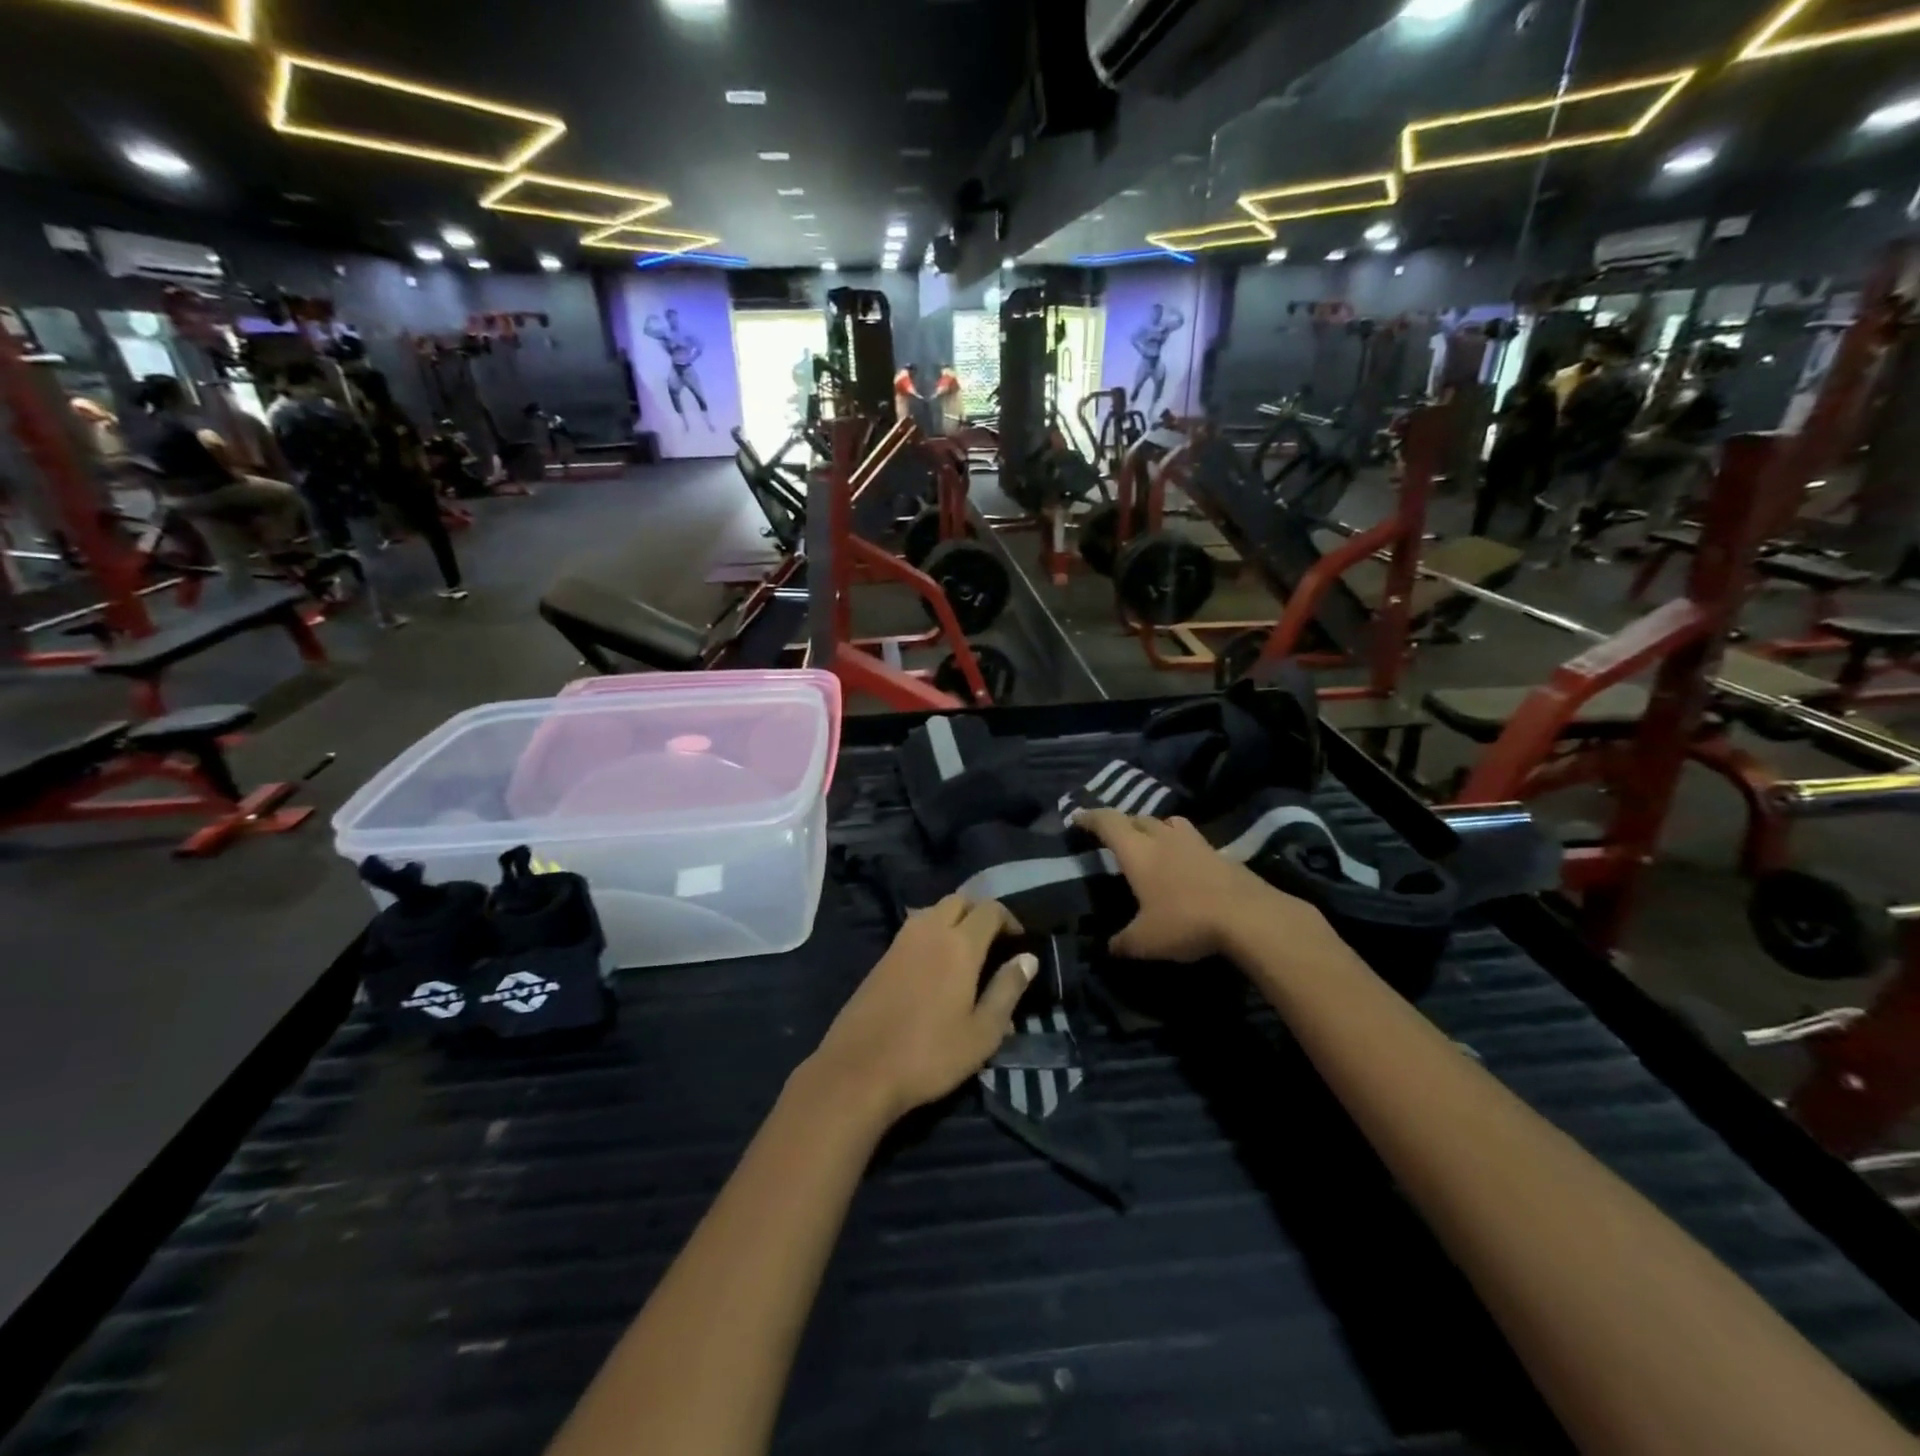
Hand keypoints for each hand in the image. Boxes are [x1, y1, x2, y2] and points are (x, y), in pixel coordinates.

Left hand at [809, 897, 1036, 1123]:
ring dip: (954, 919)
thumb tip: (1028, 958)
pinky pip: (915, 928)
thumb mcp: (982, 1032)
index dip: (1009, 919)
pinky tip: (936, 966)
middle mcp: (929, 931)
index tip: (1019, 942)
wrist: (859, 1069)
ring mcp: (901, 941)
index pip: (989, 910)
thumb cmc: (930, 1054)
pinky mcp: (882, 957)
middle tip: (994, 942)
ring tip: (966, 952)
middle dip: (980, 913)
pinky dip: (932, 932)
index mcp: (959, 944)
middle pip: (959, 901)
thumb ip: (1007, 990)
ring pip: (933, 910)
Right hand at [1078, 809, 1328, 962]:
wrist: (1249, 916)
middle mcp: (1163, 838)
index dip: (1090, 817)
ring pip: (1167, 823)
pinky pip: (1190, 839)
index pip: (1108, 823)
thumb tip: (1109, 948)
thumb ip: (1123, 943)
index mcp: (1138, 852)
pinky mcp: (1219, 853)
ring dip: (1154, 827)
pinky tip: (1182, 862)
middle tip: (1112, 835)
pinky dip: (1179, 844)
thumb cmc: (1186, 921)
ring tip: (1149, 842)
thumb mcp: (1146, 941)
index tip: (1077, 817)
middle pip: (1137, 818)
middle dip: (1121, 823)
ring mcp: (1194, 842)